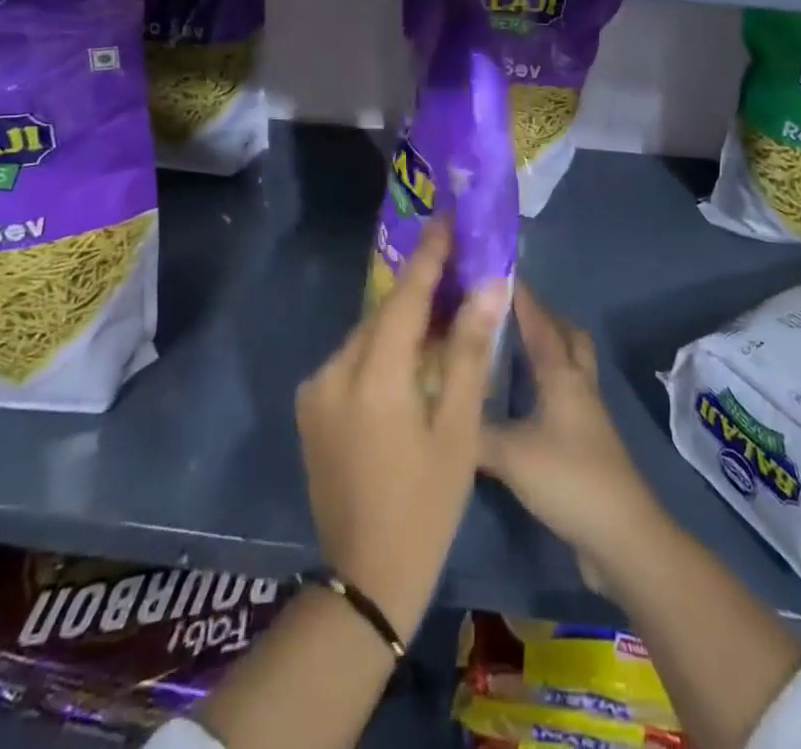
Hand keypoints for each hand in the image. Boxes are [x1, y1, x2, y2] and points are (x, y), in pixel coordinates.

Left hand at [296, 222, 509, 642]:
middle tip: (458, 271)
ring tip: (441, 318)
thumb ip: (469, 351)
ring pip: (367, 337)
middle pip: (383, 314)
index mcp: (372, 376)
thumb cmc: (425, 505)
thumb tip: (489, 287)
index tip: (447, 218)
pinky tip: (409, 362)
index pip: (405, 296)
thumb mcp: (459, 430)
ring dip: (401, 324)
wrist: (364, 581)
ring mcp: (316, 391)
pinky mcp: (311, 408)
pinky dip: (382, 351)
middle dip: (420, 292)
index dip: (429, 255)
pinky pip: (352, 361)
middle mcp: (333, 371)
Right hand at [480, 288, 661, 590]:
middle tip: (508, 309)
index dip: (521, 297)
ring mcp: (586, 413)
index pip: (539, 323)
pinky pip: (564, 394)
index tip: (499, 272)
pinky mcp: (585, 441)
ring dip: (546, 348)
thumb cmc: (569, 479)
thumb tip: (441, 410)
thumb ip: (473, 430)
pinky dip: (545, 383)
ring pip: (569, 364)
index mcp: (562, 374)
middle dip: (542, 316)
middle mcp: (577, 384)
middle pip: (567, 335)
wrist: (622, 536)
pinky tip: (519, 399)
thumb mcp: (510, 454)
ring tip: (510, 346)